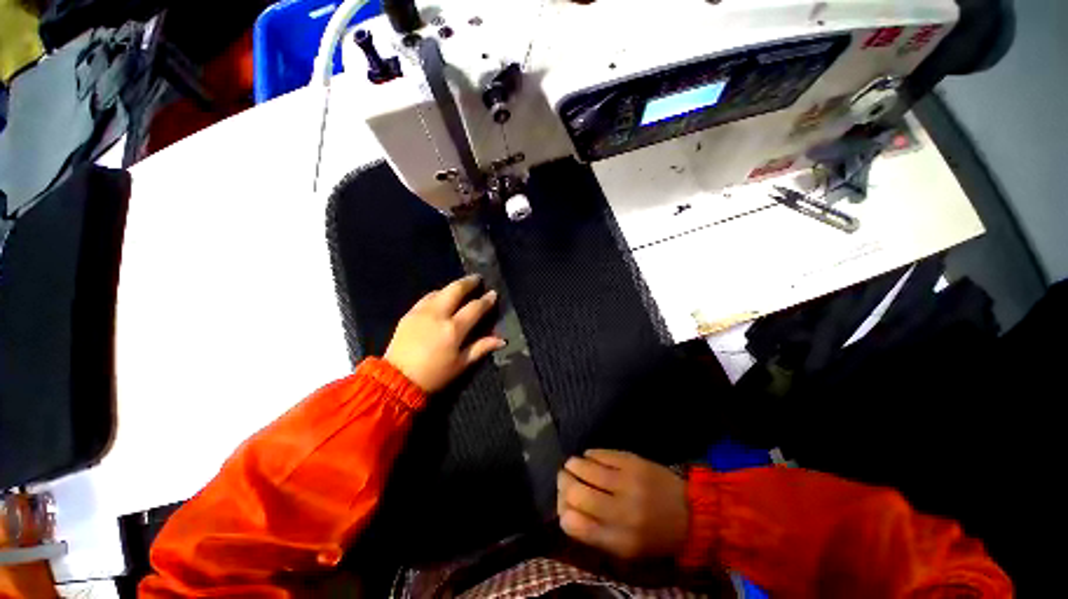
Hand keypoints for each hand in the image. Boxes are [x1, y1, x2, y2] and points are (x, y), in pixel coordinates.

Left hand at [384, 275, 503, 392]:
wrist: (396, 380)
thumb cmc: (435, 375)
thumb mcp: (461, 364)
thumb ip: (481, 347)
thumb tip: (502, 340)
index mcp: (454, 329)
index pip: (475, 308)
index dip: (486, 300)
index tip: (493, 293)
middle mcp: (438, 314)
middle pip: (456, 290)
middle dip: (469, 282)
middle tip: (477, 278)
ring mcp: (421, 312)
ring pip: (440, 291)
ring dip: (452, 287)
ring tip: (460, 288)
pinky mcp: (409, 314)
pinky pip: (426, 298)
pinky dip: (437, 294)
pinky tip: (440, 297)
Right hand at [557, 450, 687, 559]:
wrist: (690, 513)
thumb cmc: (655, 536)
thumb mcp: (626, 550)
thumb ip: (595, 534)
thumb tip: (565, 511)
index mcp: (618, 540)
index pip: (573, 524)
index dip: (561, 512)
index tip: (563, 505)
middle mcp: (620, 511)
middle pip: (574, 492)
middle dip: (562, 484)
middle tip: (564, 480)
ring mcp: (626, 481)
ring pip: (582, 467)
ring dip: (572, 466)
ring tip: (573, 467)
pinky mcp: (632, 460)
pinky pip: (598, 453)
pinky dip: (589, 455)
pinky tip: (591, 459)